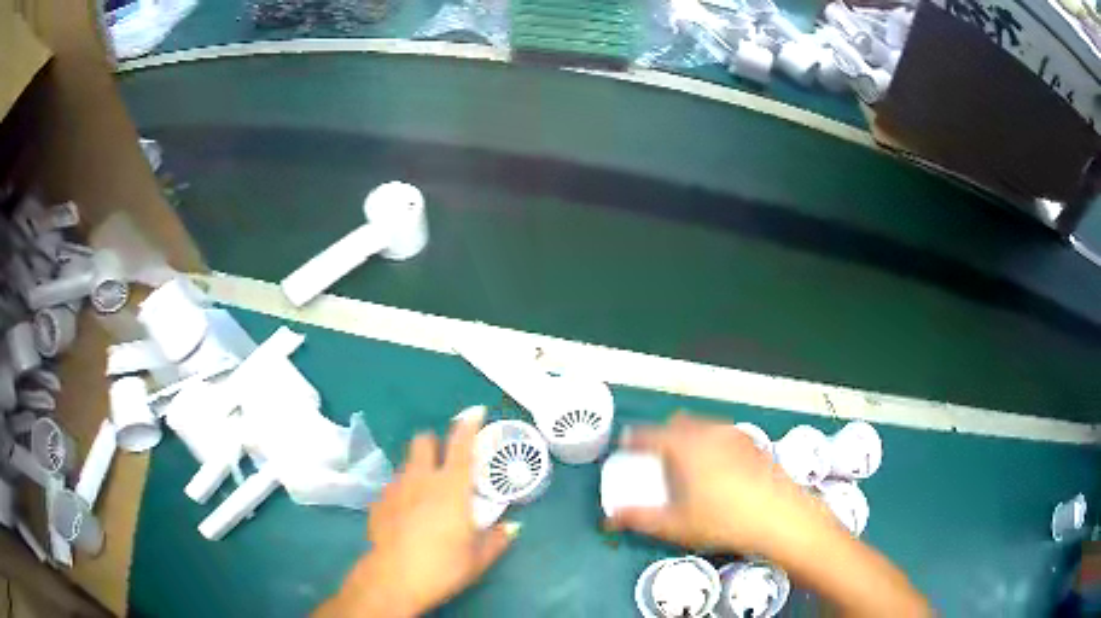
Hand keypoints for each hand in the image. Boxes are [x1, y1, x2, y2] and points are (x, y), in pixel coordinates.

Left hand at [316, 408, 518, 617]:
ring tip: (425, 494)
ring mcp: (395, 489)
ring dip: (417, 469)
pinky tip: (406, 515)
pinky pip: (392, 487)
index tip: (475, 410)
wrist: (393, 579)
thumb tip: (513, 528)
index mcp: (451, 487)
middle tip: (445, 463)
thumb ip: (498, 539)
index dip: (469, 424)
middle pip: (423, 441)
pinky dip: (402, 493)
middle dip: (434, 443)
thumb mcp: (479, 558)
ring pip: (405, 464)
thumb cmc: (443, 566)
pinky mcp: (377, 503)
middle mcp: (421, 479)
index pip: (461, 445)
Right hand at [607, 412, 838, 557]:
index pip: (649, 434)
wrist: (779, 516)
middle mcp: (708, 432)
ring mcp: (734, 435)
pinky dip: (712, 443)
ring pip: (703, 426)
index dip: (633, 439)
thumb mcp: (675, 525)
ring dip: (689, 437)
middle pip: (677, 423)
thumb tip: (610, 519)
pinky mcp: (754, 444)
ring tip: (688, 464)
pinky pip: (723, 435)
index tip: (626, 446)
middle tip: (657, 458)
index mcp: (684, 446)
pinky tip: (719, 469)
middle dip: (663, 435)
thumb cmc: (723, 520)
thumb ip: (639, 518)